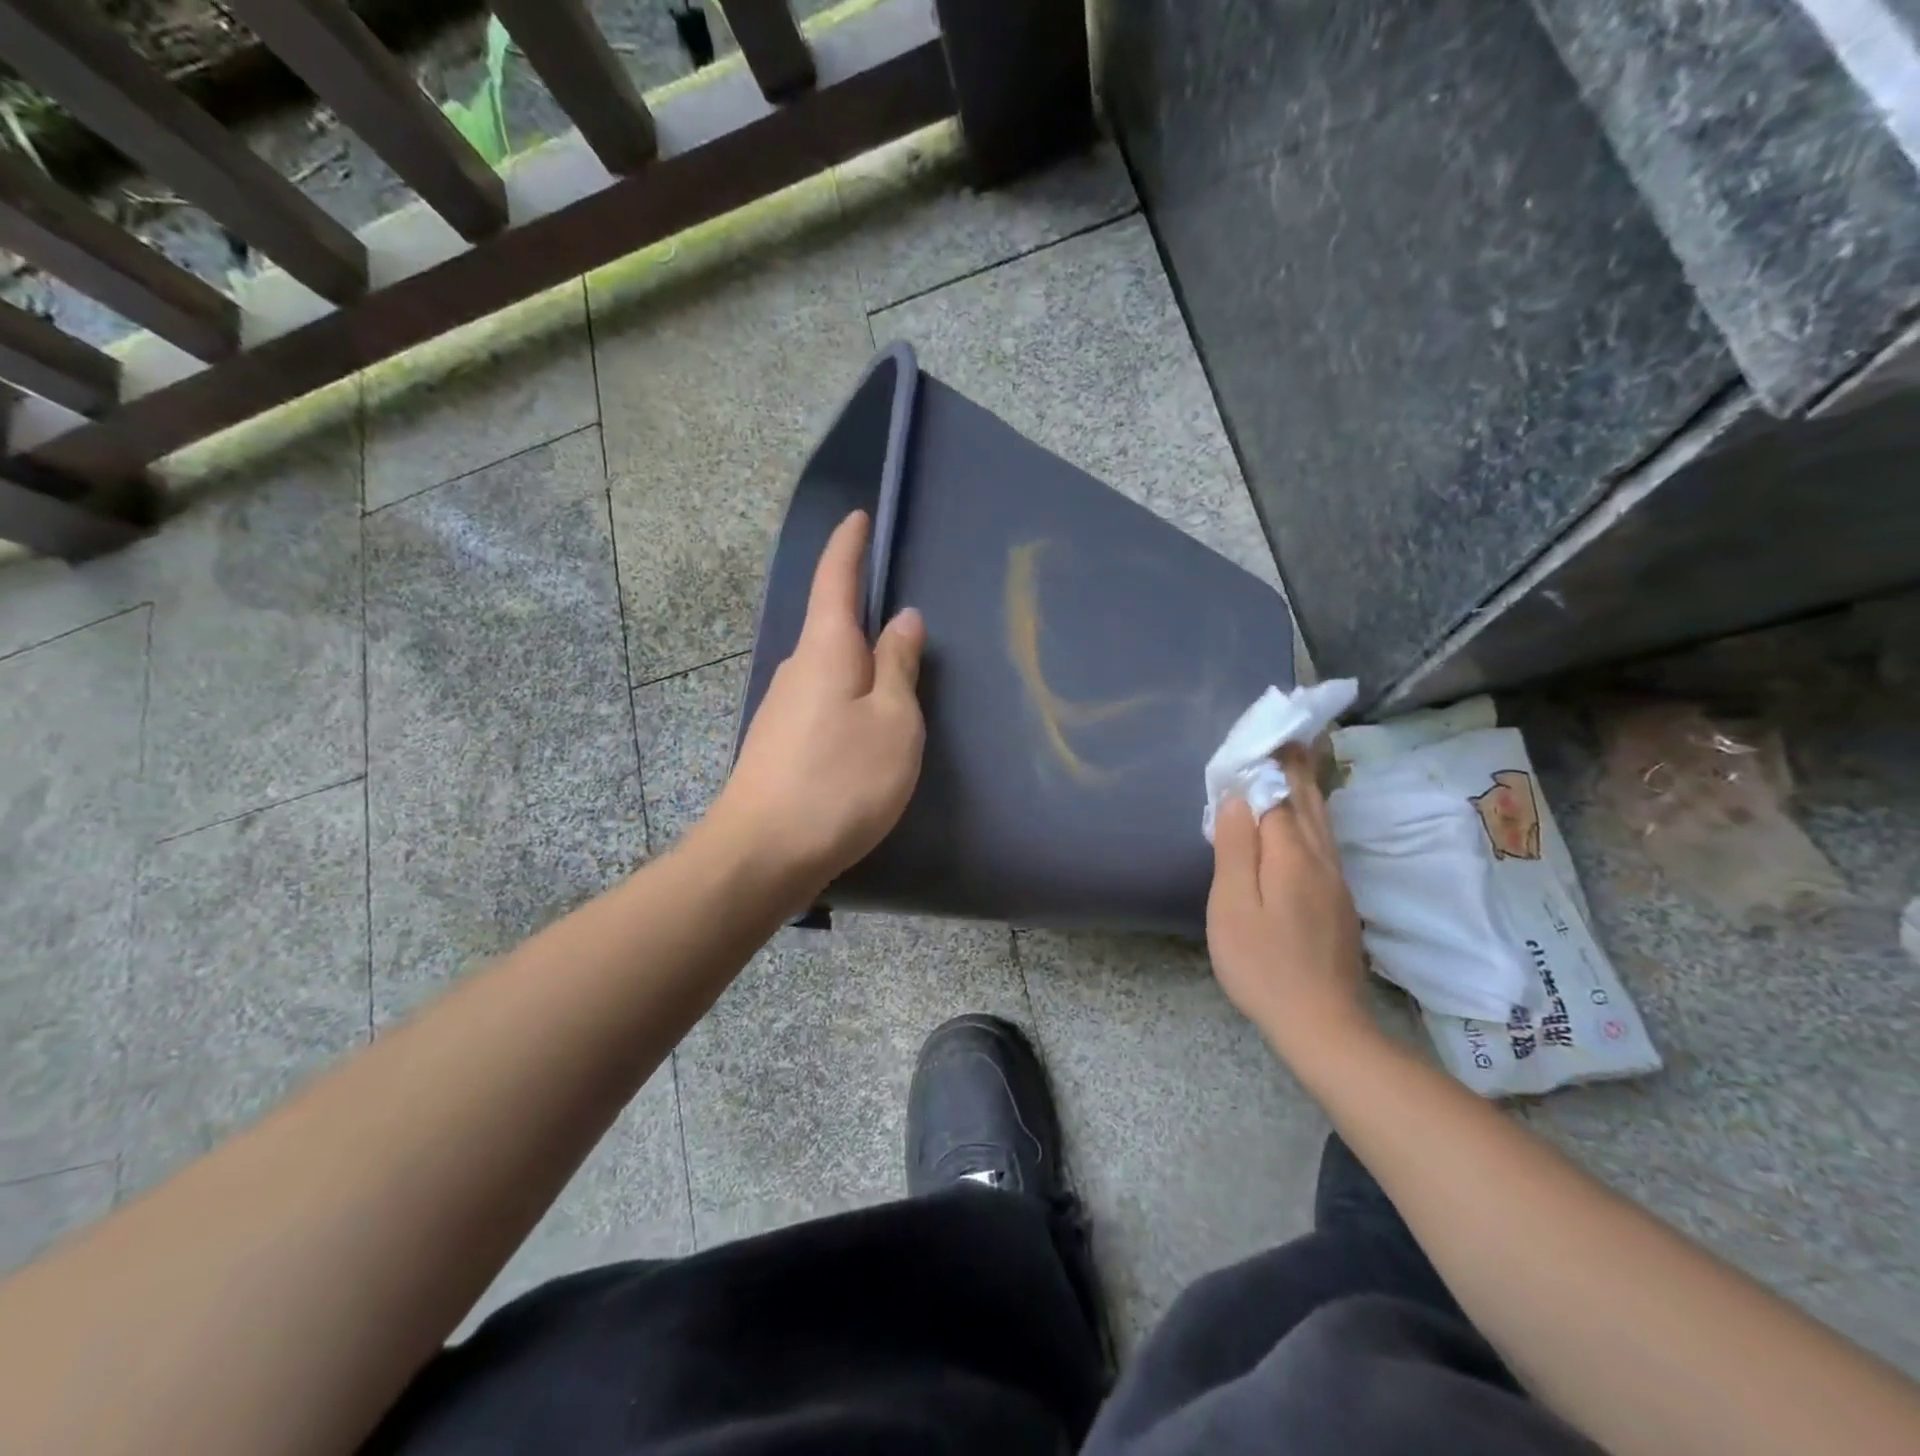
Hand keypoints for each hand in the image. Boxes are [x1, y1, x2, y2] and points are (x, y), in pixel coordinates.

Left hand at [703, 510, 926, 895]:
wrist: (763, 854)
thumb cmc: (840, 780)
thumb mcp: (892, 722)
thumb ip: (899, 667)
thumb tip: (902, 620)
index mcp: (826, 649)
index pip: (835, 579)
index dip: (849, 546)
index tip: (858, 518)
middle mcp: (797, 669)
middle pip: (832, 626)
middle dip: (863, 614)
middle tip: (904, 620)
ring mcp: (782, 709)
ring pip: (829, 670)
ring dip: (859, 665)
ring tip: (897, 681)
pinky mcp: (780, 744)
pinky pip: (823, 703)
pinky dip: (849, 700)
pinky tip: (866, 728)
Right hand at [1207, 746, 1371, 1062]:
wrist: (1321, 1023)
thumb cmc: (1262, 964)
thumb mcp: (1233, 906)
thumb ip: (1236, 848)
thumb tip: (1240, 798)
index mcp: (1292, 854)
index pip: (1278, 794)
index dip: (1268, 764)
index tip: (1262, 733)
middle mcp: (1320, 859)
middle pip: (1308, 801)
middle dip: (1297, 766)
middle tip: (1290, 732)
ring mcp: (1335, 881)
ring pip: (1322, 821)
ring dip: (1309, 787)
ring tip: (1300, 761)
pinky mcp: (1339, 901)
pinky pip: (1324, 841)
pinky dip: (1312, 816)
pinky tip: (1306, 819)